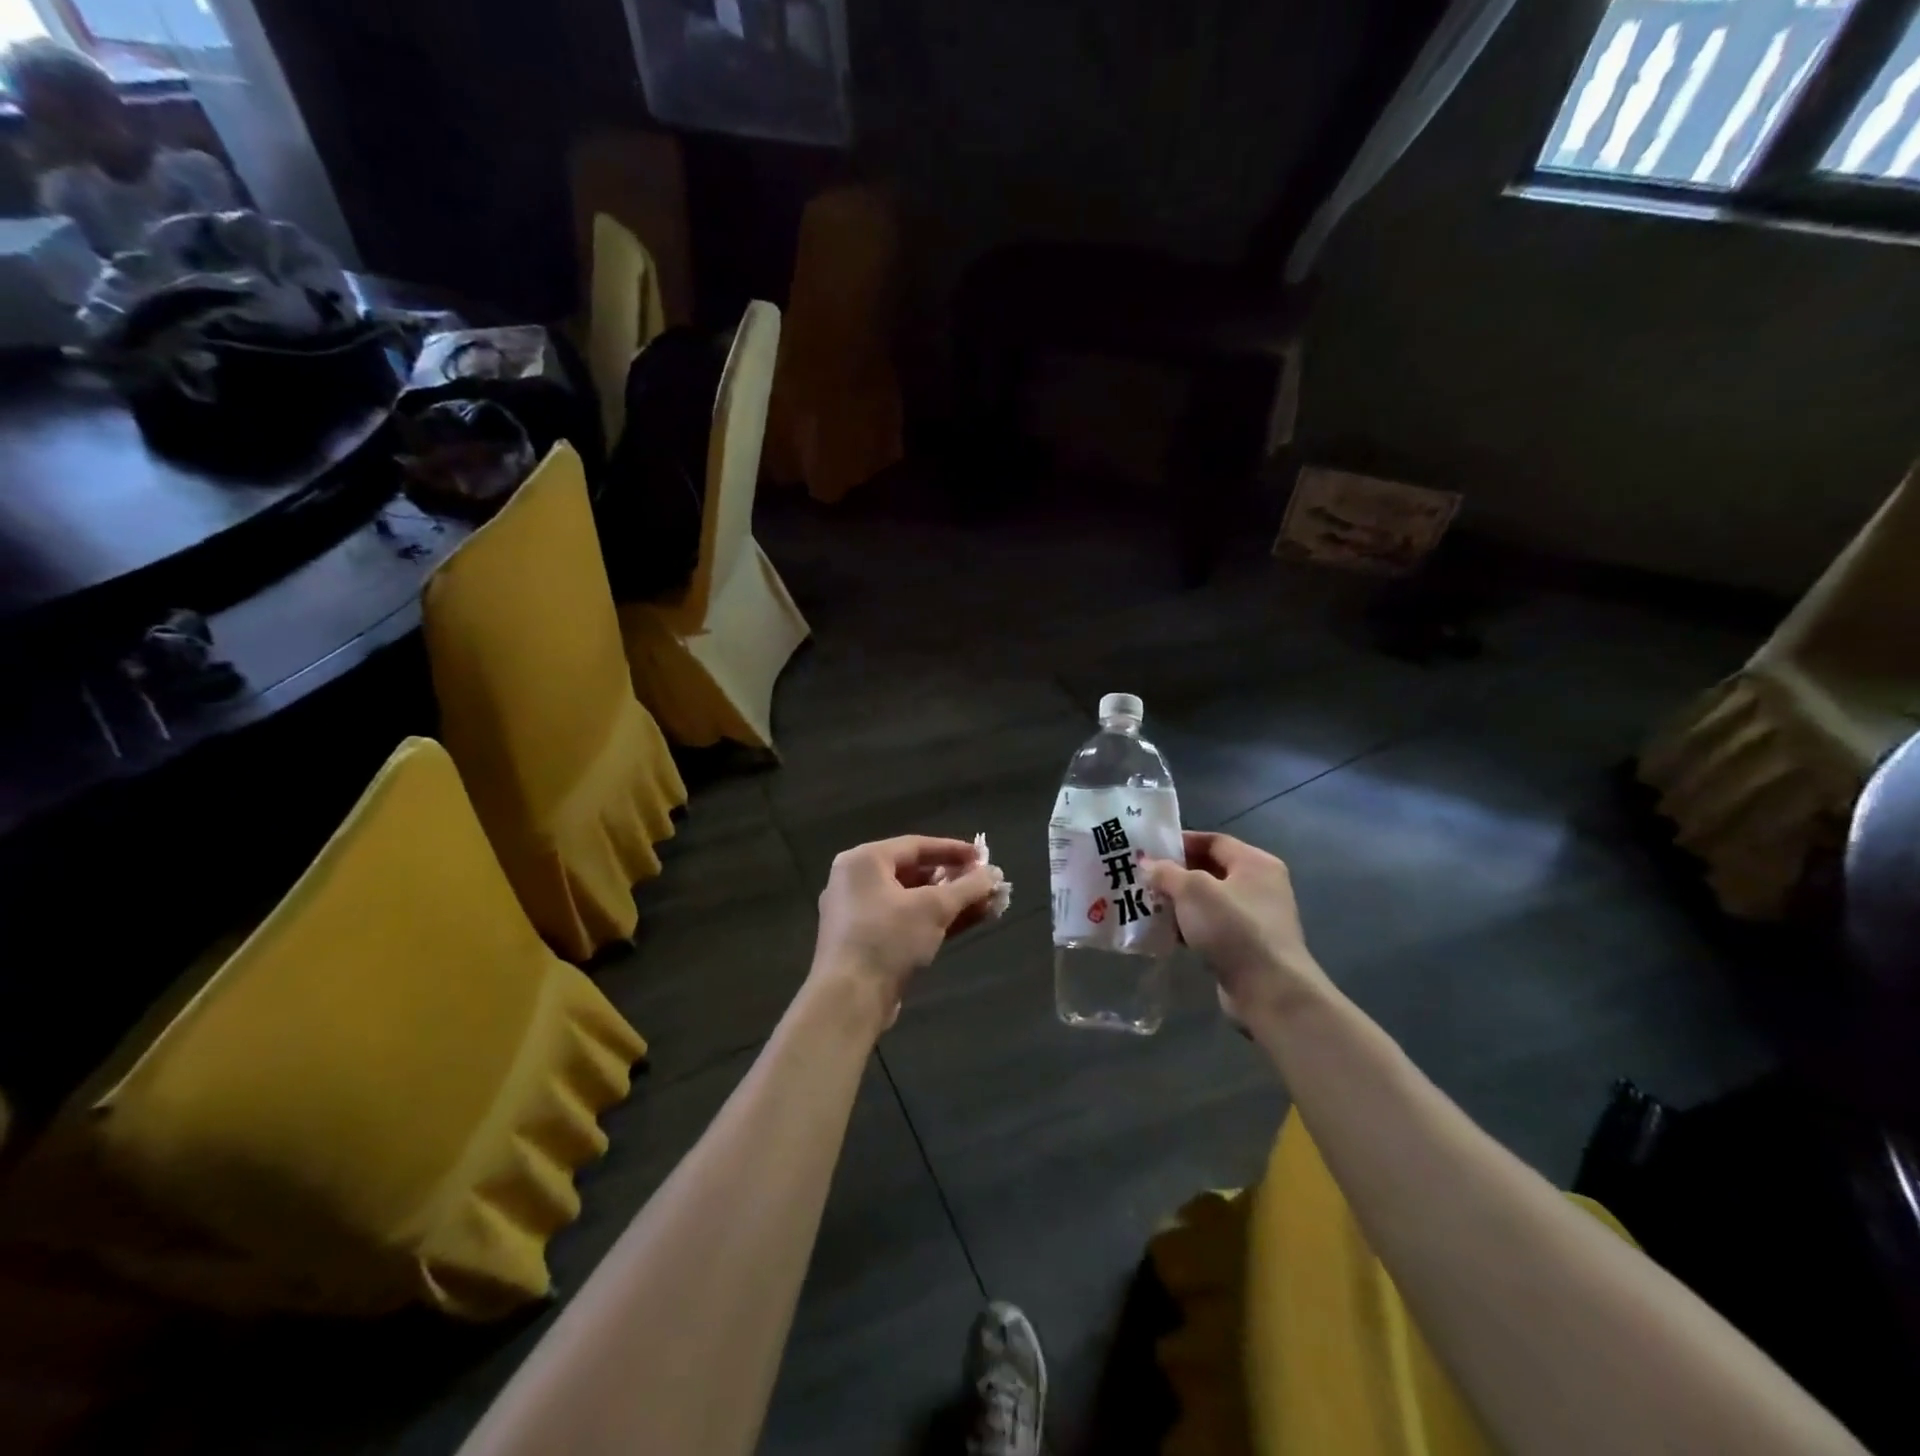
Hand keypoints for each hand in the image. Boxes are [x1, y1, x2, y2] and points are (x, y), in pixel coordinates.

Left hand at [811, 836, 1001, 1031]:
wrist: (849, 1000)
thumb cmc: (888, 939)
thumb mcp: (934, 908)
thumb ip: (967, 887)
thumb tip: (994, 873)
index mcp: (864, 861)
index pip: (916, 845)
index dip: (953, 850)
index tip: (984, 857)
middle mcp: (857, 881)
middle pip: (914, 872)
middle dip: (954, 880)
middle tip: (985, 883)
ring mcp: (859, 914)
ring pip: (912, 900)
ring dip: (949, 902)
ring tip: (986, 904)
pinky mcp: (867, 942)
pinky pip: (905, 921)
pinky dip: (933, 920)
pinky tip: (967, 922)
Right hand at [1145, 832, 1330, 1032]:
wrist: (1269, 991)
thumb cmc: (1232, 928)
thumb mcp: (1192, 890)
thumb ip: (1166, 872)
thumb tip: (1147, 864)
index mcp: (1255, 863)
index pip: (1213, 841)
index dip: (1181, 842)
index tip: (1149, 849)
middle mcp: (1260, 886)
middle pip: (1210, 871)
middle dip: (1176, 875)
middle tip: (1143, 879)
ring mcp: (1256, 919)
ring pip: (1209, 902)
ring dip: (1180, 904)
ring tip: (1147, 905)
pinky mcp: (1248, 948)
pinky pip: (1212, 928)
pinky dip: (1190, 928)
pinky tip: (1166, 934)